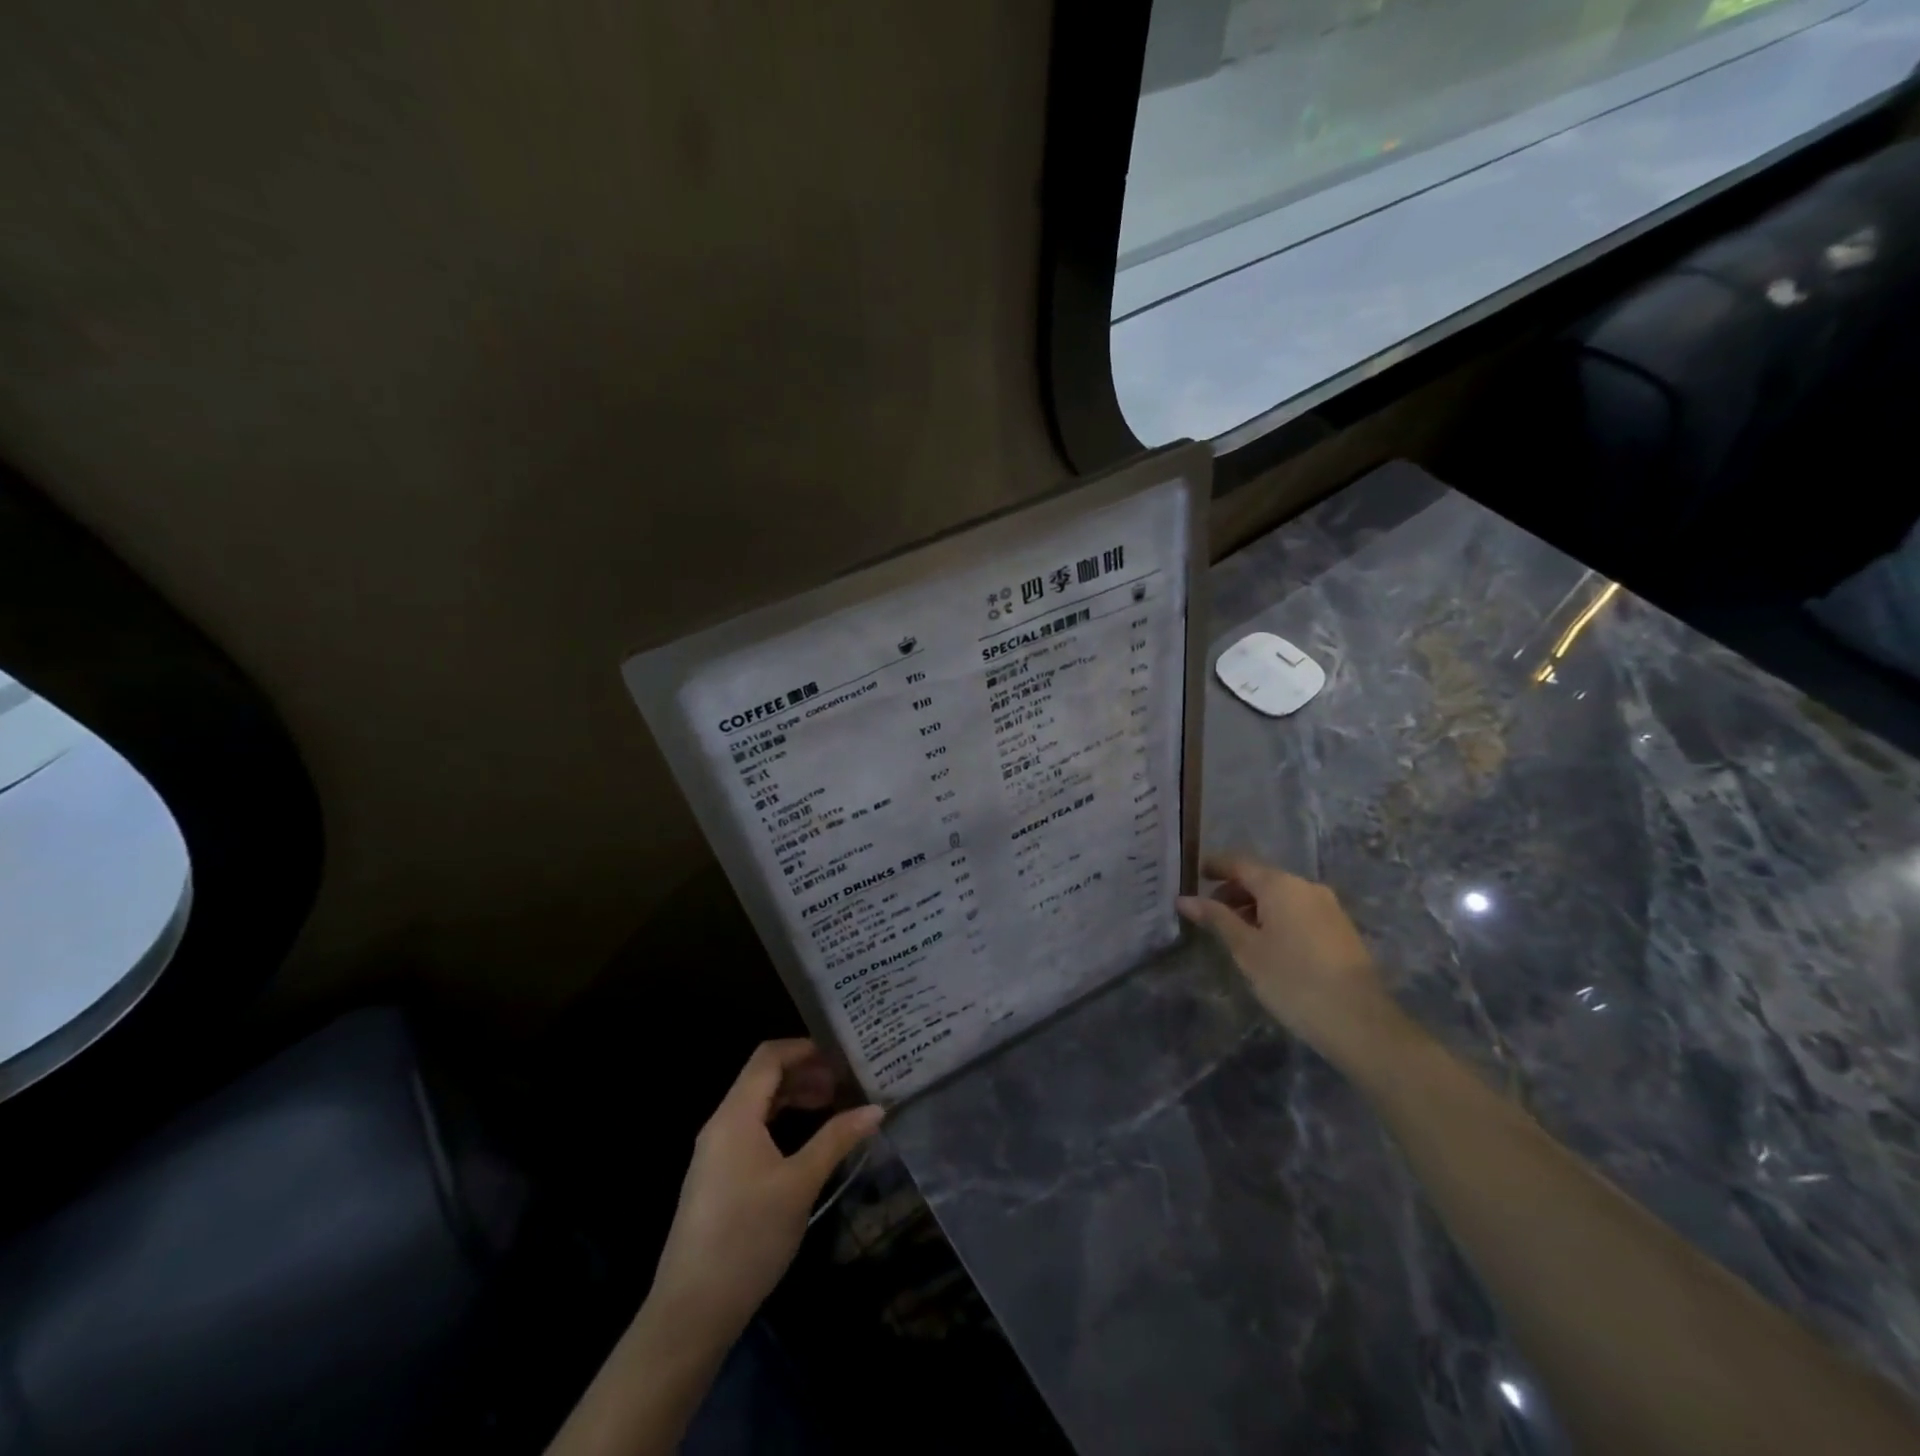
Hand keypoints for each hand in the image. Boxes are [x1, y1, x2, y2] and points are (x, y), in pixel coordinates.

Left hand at [647, 1039, 881, 1344]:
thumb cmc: (747, 1237)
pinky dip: (781, 1123)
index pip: (768, 1057)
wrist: (691, 1312)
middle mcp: (721, 1124)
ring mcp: (715, 1153)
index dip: (805, 1048)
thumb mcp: (800, 1185)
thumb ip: (836, 1140)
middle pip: (762, 1078)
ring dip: (794, 1098)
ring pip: (758, 1106)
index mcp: (735, 1115)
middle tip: (845, 1083)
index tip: (842, 1055)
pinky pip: (751, 1131)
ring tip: (832, 1106)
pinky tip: (806, 1143)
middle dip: (805, 1073)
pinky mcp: (717, 1178)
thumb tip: (876, 1108)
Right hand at [1177, 854, 1406, 1069]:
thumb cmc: (1293, 980)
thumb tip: (1184, 899)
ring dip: (1255, 907)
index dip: (1215, 867)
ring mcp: (1328, 907)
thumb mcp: (1246, 950)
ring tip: (1235, 933)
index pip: (1239, 863)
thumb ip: (1216, 919)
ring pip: (1282, 896)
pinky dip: (1277, 918)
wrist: (1360, 1021)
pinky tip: (1267, 944)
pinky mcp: (1340, 929)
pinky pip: (1299, 911)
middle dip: (1234, 891)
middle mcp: (1306, 886)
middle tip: (1209, 912)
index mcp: (1280, 885)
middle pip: (1262, 878)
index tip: (1194, 875)